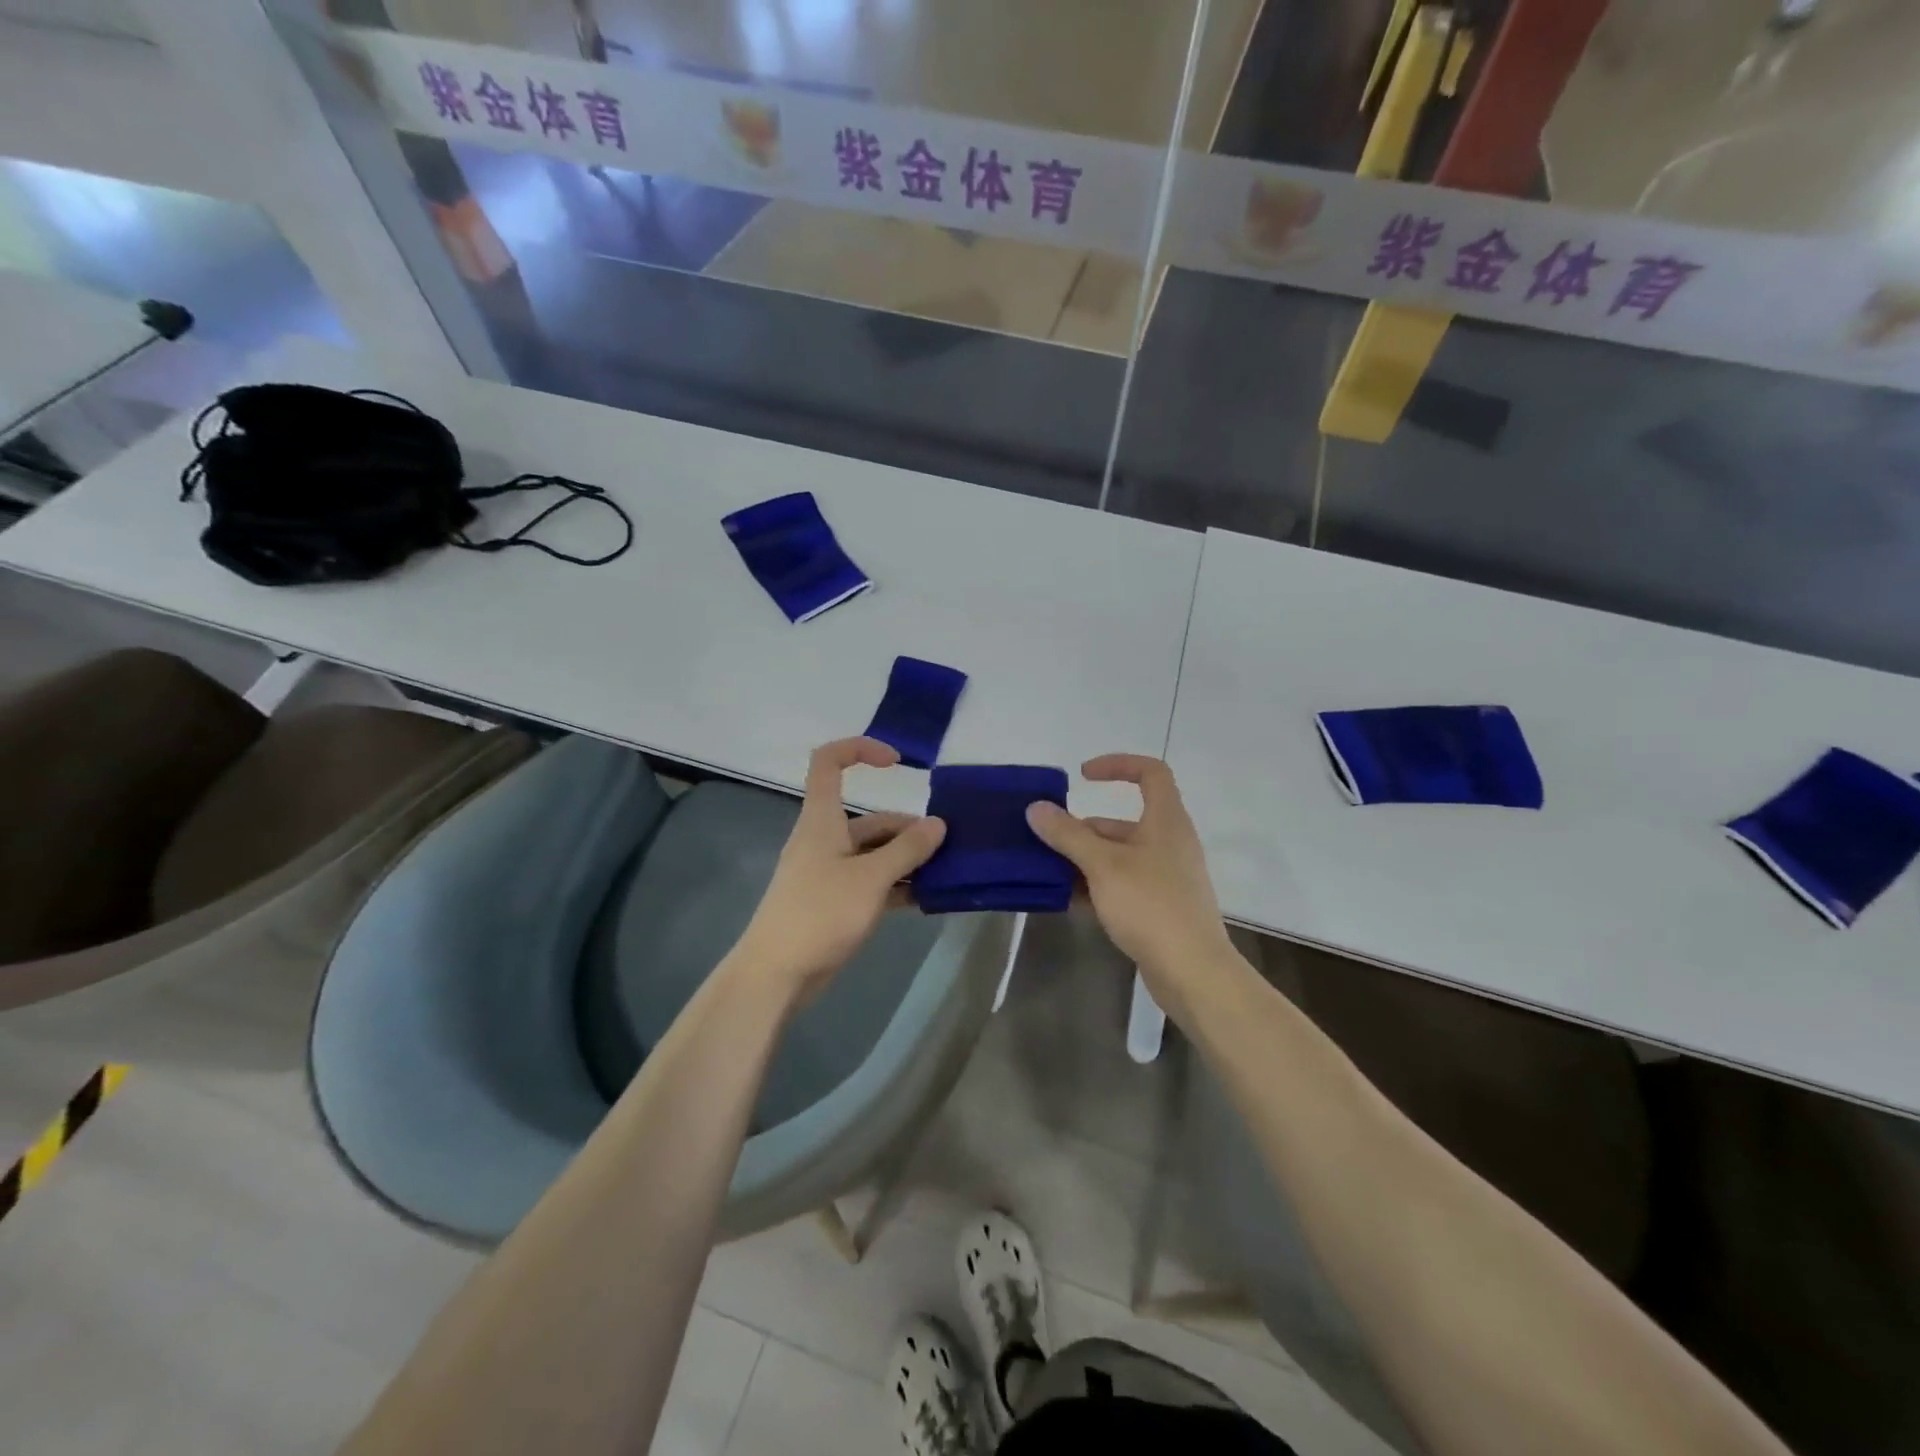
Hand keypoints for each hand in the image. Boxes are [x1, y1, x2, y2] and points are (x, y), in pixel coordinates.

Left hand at [728, 738, 946, 1002]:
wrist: (776, 975)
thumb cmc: (820, 914)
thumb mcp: (870, 878)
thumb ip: (907, 850)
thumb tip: (938, 823)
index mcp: (822, 820)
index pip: (829, 762)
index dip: (860, 749)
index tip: (897, 763)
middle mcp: (824, 839)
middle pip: (869, 818)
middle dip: (908, 829)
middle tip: (946, 849)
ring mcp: (829, 872)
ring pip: (874, 853)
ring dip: (906, 860)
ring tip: (942, 875)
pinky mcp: (834, 902)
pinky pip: (871, 882)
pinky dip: (896, 886)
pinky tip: (924, 899)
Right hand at [1025, 755, 1235, 1004]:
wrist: (1193, 972)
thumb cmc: (1151, 906)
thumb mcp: (1103, 865)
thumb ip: (1068, 835)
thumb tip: (1037, 808)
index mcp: (1166, 821)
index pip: (1151, 773)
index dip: (1118, 765)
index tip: (1082, 776)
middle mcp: (1170, 843)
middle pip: (1124, 821)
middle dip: (1084, 829)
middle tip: (1048, 842)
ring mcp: (1167, 877)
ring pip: (1120, 856)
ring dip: (1086, 861)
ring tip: (1050, 874)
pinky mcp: (1161, 907)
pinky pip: (1124, 884)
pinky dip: (1098, 886)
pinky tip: (1071, 902)